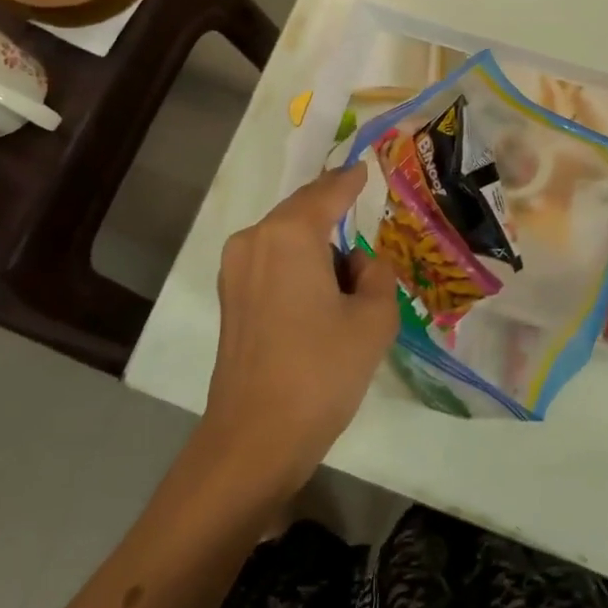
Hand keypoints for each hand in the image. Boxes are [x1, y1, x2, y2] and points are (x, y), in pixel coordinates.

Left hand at [200, 163, 399, 496]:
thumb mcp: (374, 319)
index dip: (350, 179)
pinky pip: (271, 262)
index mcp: (290, 234)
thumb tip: (358, 263)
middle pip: (302, 211)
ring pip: (286, 238)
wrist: (256, 437)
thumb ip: (376, 274)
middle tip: (365, 218)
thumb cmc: (322, 371)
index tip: (366, 169)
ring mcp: (235, 269)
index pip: (328, 191)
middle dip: (333, 213)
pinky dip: (298, 265)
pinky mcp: (230, 297)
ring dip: (316, 245)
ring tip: (347, 275)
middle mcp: (255, 239)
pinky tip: (320, 294)